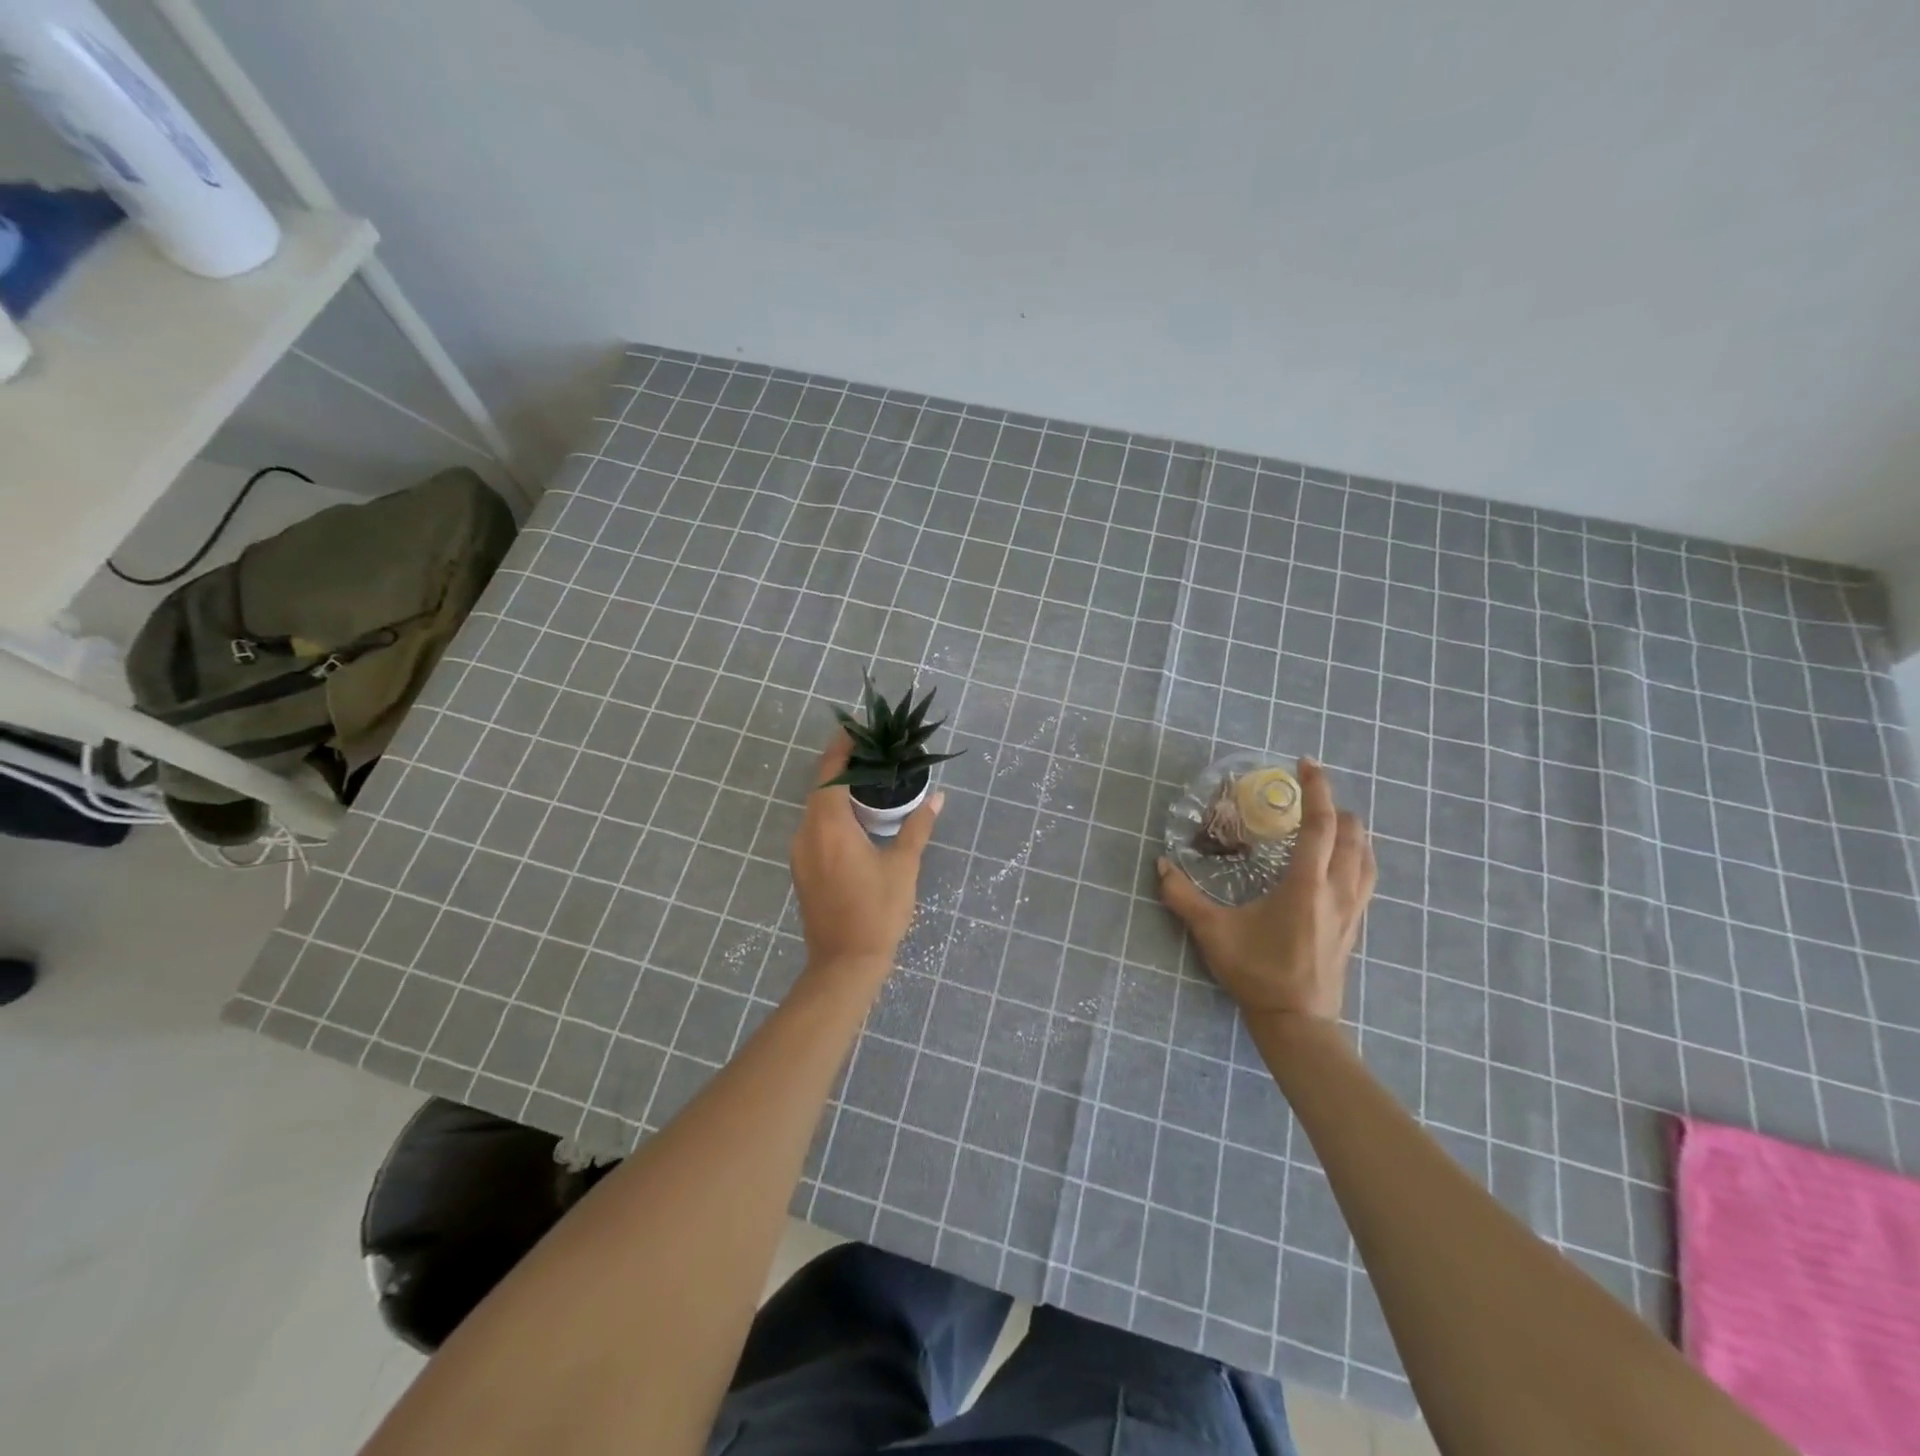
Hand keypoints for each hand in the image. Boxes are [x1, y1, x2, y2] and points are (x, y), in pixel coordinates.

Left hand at [789, 731, 942, 986]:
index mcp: (829, 827)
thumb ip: (917, 827)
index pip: (830, 773)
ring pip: (816, 809)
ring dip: (838, 791)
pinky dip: (833, 814)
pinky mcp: (802, 869)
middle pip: (820, 788)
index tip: (858, 728)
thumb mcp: (903, 867)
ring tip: (870, 781)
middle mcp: (807, 834)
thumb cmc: (878, 912)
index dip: (842, 747)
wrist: (844, 965)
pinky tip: (857, 819)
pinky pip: (815, 828)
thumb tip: (937, 798)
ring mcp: (800, 853)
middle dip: (842, 766)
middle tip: (873, 753)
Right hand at [1157, 758, 1374, 1025]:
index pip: (1320, 824)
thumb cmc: (1257, 973)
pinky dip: (1357, 855)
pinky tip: (1339, 861)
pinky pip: (1366, 877)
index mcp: (1306, 884)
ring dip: (1350, 830)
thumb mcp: (1212, 933)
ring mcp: (1352, 909)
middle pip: (1352, 834)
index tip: (1306, 764)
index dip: (1316, 789)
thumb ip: (1183, 897)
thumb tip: (1161, 865)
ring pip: (1366, 856)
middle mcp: (1337, 890)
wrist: (1297, 1022)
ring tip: (1328, 820)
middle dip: (1333, 805)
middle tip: (1307, 794)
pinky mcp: (1355, 925)